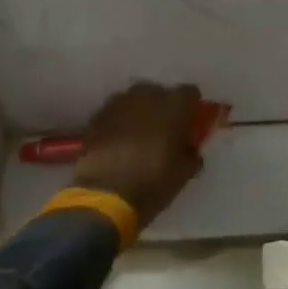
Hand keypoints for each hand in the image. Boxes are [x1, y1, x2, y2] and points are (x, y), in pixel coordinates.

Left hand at [71, 82, 204, 226]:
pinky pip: (114, 113)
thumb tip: (188, 149)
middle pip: (160, 92)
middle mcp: (146, 95)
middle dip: (163, 107)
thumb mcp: (184, 173)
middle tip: (164, 130)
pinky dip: (119, 123)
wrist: (103, 195)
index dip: (191, 107)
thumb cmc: (152, 183)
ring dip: (139, 113)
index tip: (190, 122)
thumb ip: (191, 153)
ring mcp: (118, 104)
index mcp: (174, 105)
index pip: (190, 93)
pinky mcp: (96, 117)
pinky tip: (119, 142)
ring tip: (139, 135)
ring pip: (134, 100)